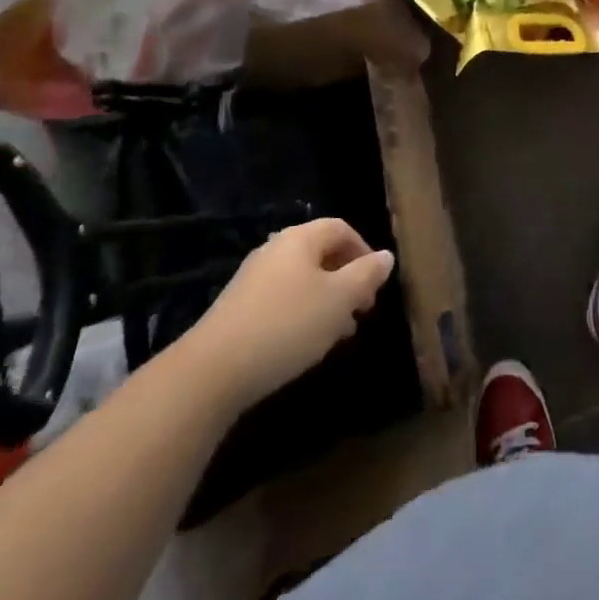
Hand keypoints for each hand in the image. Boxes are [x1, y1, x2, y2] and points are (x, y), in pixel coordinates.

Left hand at [183, 219, 394, 405]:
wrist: (213, 371)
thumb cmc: (287, 325)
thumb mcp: (339, 300)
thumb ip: (366, 275)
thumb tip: (386, 256)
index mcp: (300, 239)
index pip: (340, 228)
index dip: (364, 251)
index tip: (375, 284)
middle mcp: (275, 250)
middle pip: (321, 254)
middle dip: (347, 280)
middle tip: (362, 310)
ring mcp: (253, 279)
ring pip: (302, 281)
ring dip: (327, 301)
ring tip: (340, 333)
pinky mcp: (238, 309)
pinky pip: (282, 301)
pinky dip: (302, 315)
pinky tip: (306, 344)